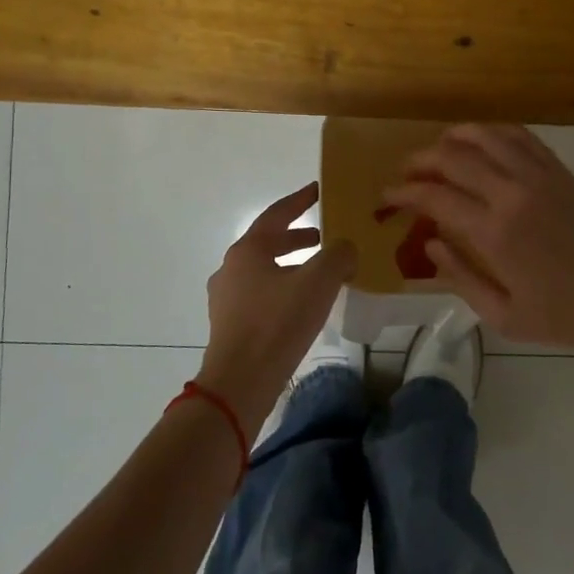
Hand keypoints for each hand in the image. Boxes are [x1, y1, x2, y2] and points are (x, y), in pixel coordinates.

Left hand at [199, 182, 356, 436]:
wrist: (240, 382)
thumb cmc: (278, 323)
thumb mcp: (318, 283)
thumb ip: (338, 256)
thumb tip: (346, 247)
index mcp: (248, 250)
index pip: (277, 214)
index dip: (300, 200)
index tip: (319, 190)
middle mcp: (231, 268)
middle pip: (269, 242)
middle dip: (298, 237)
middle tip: (325, 236)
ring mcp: (227, 298)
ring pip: (265, 270)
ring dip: (292, 265)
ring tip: (321, 273)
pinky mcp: (230, 324)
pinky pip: (261, 294)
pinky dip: (284, 288)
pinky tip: (304, 305)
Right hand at [384, 125, 573, 361]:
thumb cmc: (564, 316)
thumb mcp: (504, 315)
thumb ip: (460, 278)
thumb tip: (430, 245)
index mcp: (494, 232)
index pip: (434, 197)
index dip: (403, 193)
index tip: (387, 197)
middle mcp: (512, 193)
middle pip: (453, 158)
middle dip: (420, 161)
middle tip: (405, 173)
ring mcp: (540, 176)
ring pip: (487, 136)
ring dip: (454, 137)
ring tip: (438, 149)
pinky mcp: (561, 171)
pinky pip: (522, 137)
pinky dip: (494, 132)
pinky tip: (482, 141)